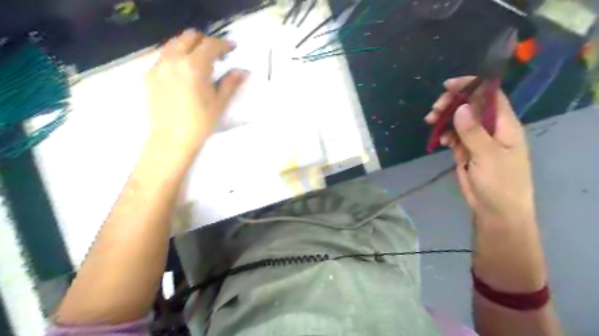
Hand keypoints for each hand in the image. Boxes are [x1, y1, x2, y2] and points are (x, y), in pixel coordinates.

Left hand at [144, 28, 248, 158]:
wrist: (172, 140)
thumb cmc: (200, 124)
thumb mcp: (220, 103)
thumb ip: (231, 83)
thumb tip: (243, 71)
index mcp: (194, 67)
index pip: (210, 45)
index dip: (224, 44)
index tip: (232, 48)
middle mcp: (173, 61)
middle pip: (190, 37)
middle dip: (206, 42)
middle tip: (217, 55)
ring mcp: (158, 66)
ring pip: (174, 43)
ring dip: (190, 46)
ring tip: (200, 61)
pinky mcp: (149, 75)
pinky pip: (164, 56)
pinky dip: (177, 57)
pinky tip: (184, 73)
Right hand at [423, 76, 535, 227]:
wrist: (495, 210)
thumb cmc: (499, 183)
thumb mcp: (487, 156)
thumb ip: (473, 131)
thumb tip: (461, 107)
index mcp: (504, 124)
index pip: (490, 96)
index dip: (471, 86)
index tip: (448, 86)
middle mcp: (491, 128)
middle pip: (470, 106)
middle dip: (451, 104)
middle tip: (433, 111)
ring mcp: (477, 139)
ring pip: (459, 121)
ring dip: (444, 120)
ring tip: (431, 123)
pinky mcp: (466, 150)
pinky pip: (454, 136)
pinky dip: (445, 135)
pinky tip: (440, 142)